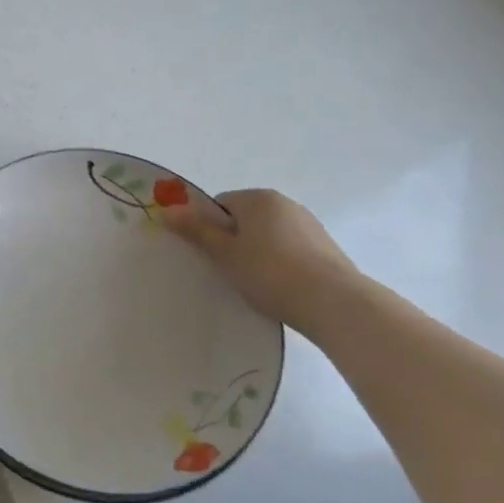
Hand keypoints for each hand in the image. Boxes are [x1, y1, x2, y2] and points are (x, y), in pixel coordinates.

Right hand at [161, 188, 365, 332]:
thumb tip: (167, 209)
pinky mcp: (327, 250)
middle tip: (230, 271)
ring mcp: (310, 226)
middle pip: (246, 219)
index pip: (221, 205)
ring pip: (269, 236)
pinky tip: (282, 290)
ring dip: (259, 254)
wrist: (336, 304)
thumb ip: (196, 230)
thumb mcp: (225, 253)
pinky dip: (282, 265)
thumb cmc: (271, 273)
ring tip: (257, 285)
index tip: (212, 256)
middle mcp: (285, 204)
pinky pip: (291, 251)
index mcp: (258, 198)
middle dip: (235, 241)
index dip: (210, 229)